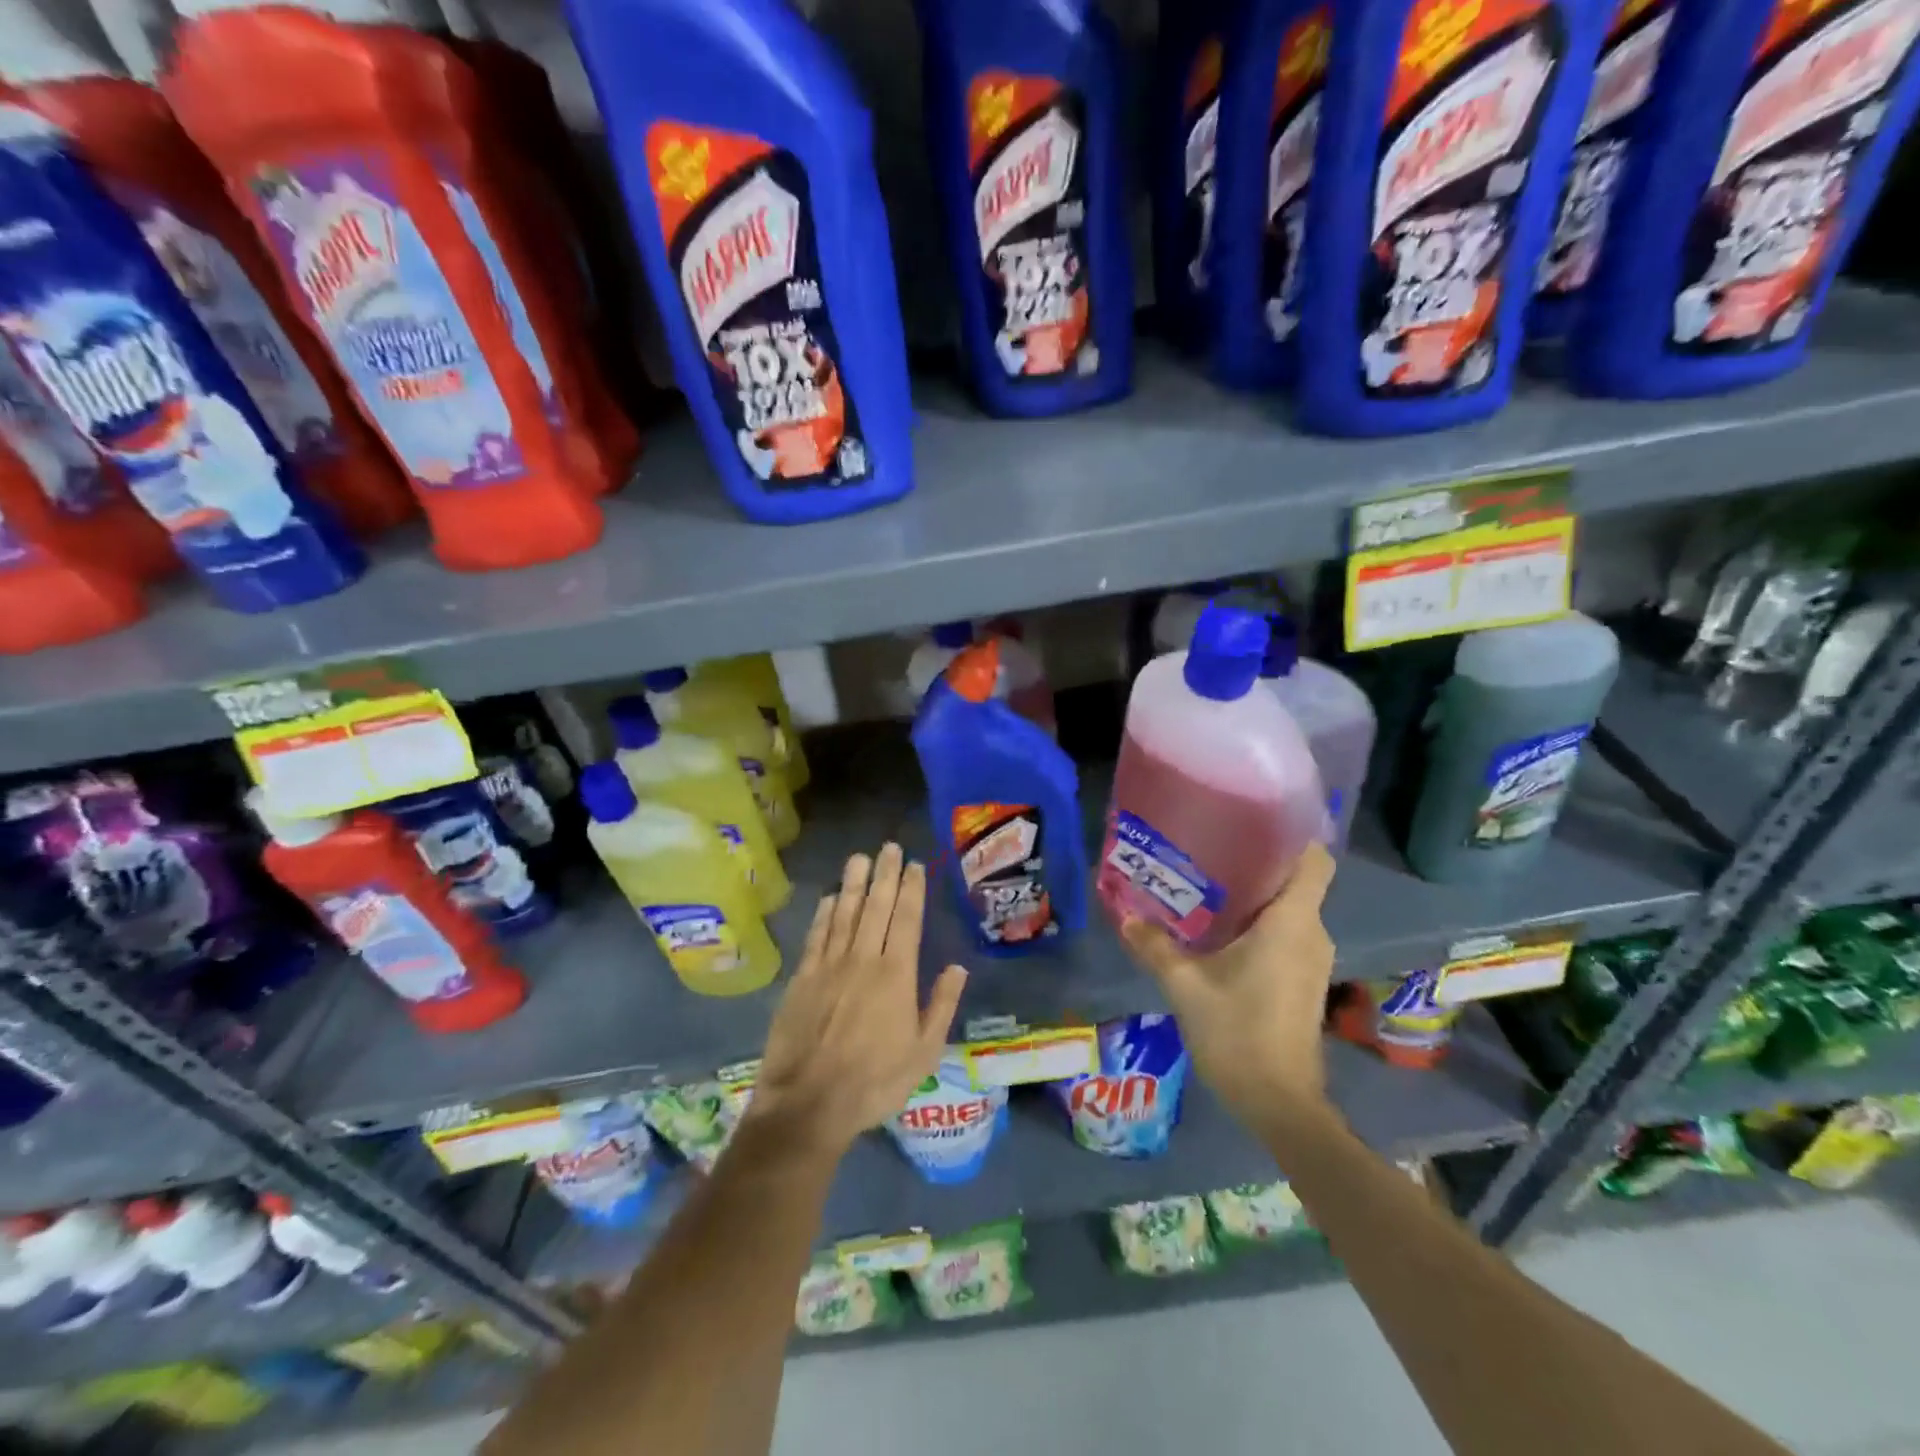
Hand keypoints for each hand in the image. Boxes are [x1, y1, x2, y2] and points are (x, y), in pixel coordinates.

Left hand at [748, 844, 967, 1160]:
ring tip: (859, 857)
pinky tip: (829, 898)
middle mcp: (863, 959)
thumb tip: (958, 967)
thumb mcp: (923, 1053)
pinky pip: (816, 935)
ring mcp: (828, 966)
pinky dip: (823, 913)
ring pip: (844, 913)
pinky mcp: (802, 978)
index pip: (907, 919)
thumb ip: (941, 1006)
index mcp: (896, 975)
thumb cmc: (874, 1082)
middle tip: (888, 847)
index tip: (914, 864)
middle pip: (876, 906)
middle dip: (884, 874)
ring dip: (853, 883)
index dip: (911, 889)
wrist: (808, 1103)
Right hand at [1119, 843, 1336, 1129]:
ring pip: (1289, 908)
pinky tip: (1219, 929)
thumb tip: (1125, 915)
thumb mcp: (1185, 985)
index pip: (1314, 860)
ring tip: (1206, 884)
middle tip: (1208, 849)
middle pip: (1295, 880)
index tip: (1252, 821)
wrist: (1279, 1102)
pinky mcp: (1303, 979)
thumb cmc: (1238, 1032)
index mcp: (1292, 922)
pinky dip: (1258, 923)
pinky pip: (1285, 933)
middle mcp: (1311, 933)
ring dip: (1254, 896)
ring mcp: (1311, 959)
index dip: (1292, 835)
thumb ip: (1155, 946)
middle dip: (1256, 862)